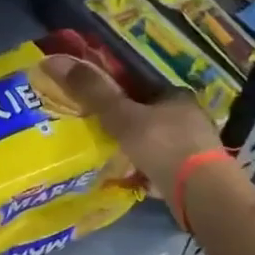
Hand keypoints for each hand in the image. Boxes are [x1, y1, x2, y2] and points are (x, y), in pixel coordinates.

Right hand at [38, 57, 224, 202]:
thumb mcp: (122, 117)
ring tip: (111, 155)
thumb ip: (92, 92)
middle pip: (151, 115)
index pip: (144, 86)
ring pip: (157, 142)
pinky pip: (162, 166)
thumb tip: (53, 60)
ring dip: (137, 147)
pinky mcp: (194, 175)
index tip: (99, 101)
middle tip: (100, 131)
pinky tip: (130, 177)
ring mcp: (194, 148)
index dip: (121, 91)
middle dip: (129, 123)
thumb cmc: (163, 146)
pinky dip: (146, 170)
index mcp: (176, 96)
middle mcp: (190, 118)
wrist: (200, 193)